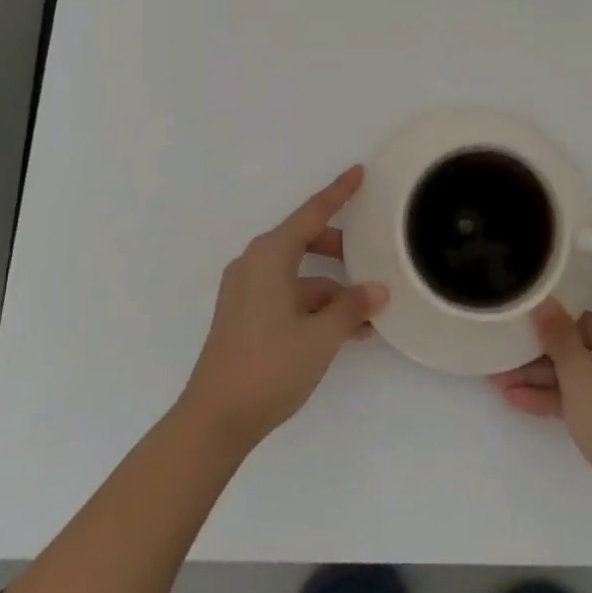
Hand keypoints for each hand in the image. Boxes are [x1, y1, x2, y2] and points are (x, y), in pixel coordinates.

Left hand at [180, 166, 387, 453]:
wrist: (214, 421)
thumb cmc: (268, 367)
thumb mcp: (320, 337)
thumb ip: (352, 307)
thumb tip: (377, 290)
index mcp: (269, 256)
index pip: (312, 213)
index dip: (338, 192)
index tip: (358, 171)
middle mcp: (254, 264)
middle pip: (305, 241)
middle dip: (340, 249)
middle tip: (371, 257)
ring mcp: (246, 291)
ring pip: (299, 274)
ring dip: (332, 289)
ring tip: (367, 314)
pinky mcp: (244, 315)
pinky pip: (287, 294)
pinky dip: (314, 305)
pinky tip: (344, 331)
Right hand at [489, 210, 591, 534]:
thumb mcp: (580, 376)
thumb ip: (558, 338)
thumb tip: (543, 305)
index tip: (589, 218)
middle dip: (551, 331)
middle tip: (513, 334)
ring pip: (587, 357)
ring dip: (548, 368)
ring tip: (502, 379)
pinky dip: (563, 391)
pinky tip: (520, 401)